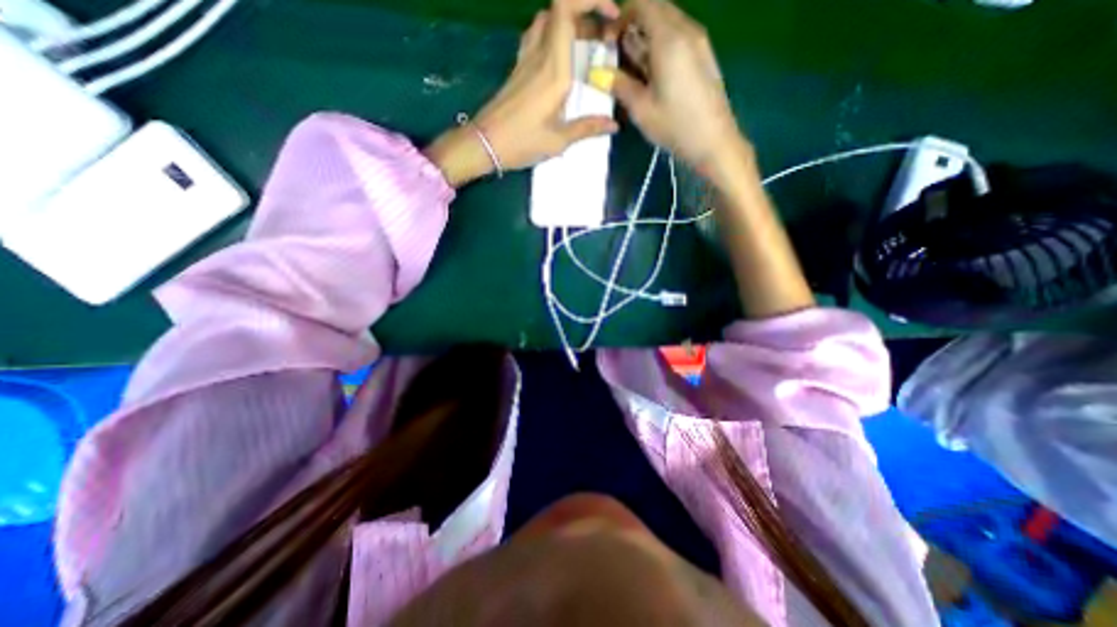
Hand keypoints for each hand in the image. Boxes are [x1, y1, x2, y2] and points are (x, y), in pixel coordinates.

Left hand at [426, 0, 624, 185]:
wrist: (485, 143)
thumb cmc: (522, 143)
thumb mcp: (558, 141)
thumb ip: (587, 128)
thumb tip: (613, 125)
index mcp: (553, 69)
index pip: (566, 10)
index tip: (612, 14)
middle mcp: (538, 55)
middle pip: (559, 10)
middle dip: (585, 12)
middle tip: (604, 36)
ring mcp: (525, 59)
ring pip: (546, 21)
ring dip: (568, 23)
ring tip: (587, 44)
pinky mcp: (518, 68)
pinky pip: (536, 37)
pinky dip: (553, 35)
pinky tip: (562, 57)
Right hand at [609, 0, 743, 170]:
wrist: (714, 141)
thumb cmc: (675, 126)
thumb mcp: (641, 109)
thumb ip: (619, 85)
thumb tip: (599, 73)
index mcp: (669, 39)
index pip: (643, 3)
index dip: (622, 16)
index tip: (609, 40)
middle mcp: (687, 30)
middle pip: (657, 9)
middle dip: (634, 25)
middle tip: (619, 55)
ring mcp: (699, 42)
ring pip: (668, 23)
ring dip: (647, 37)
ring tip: (634, 68)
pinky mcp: (704, 56)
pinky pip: (679, 37)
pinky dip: (662, 46)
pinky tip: (654, 74)